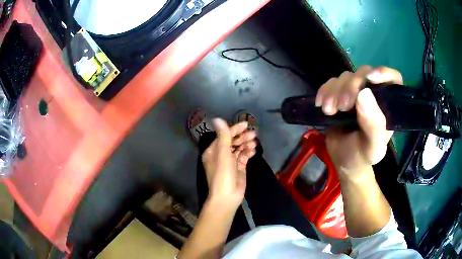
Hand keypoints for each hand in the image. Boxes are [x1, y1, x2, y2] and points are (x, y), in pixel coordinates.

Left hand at [202, 119, 256, 208]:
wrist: (227, 196)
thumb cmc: (223, 174)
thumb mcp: (223, 153)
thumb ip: (223, 136)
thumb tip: (217, 118)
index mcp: (213, 151)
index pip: (224, 136)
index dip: (234, 129)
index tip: (246, 125)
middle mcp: (221, 155)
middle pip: (232, 141)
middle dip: (242, 137)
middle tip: (253, 134)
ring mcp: (230, 162)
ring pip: (239, 149)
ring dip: (246, 144)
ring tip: (254, 143)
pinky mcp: (239, 168)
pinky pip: (244, 157)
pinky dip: (248, 152)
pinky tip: (253, 150)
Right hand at [315, 66, 402, 180]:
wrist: (343, 161)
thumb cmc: (362, 155)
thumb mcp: (372, 147)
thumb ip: (374, 125)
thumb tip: (363, 93)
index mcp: (387, 105)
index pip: (393, 79)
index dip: (384, 72)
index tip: (371, 78)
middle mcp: (373, 94)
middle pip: (364, 73)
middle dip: (351, 86)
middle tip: (342, 107)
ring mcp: (355, 92)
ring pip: (346, 76)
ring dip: (335, 91)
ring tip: (329, 111)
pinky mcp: (339, 93)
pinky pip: (331, 83)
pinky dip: (324, 91)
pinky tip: (322, 106)